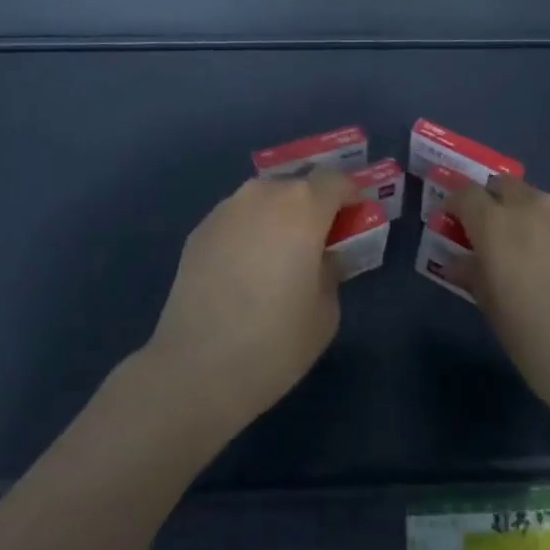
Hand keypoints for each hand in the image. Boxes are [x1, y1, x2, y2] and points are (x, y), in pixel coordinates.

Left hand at [142, 171, 357, 438]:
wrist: (194, 369)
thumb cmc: (274, 342)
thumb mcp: (326, 312)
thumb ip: (332, 269)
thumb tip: (322, 256)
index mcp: (303, 205)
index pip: (337, 180)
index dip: (351, 196)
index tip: (355, 221)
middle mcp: (264, 193)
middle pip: (298, 185)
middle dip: (313, 206)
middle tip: (317, 242)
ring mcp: (227, 208)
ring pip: (265, 199)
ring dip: (278, 217)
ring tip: (277, 257)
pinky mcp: (200, 229)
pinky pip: (238, 219)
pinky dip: (249, 233)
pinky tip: (244, 272)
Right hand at [452, 177, 549, 459]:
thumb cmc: (548, 353)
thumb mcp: (499, 320)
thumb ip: (476, 279)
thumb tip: (460, 261)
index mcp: (498, 228)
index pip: (467, 194)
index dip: (458, 206)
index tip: (456, 225)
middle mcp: (535, 208)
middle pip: (506, 187)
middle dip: (497, 204)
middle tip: (500, 240)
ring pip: (545, 204)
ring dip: (535, 221)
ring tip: (547, 261)